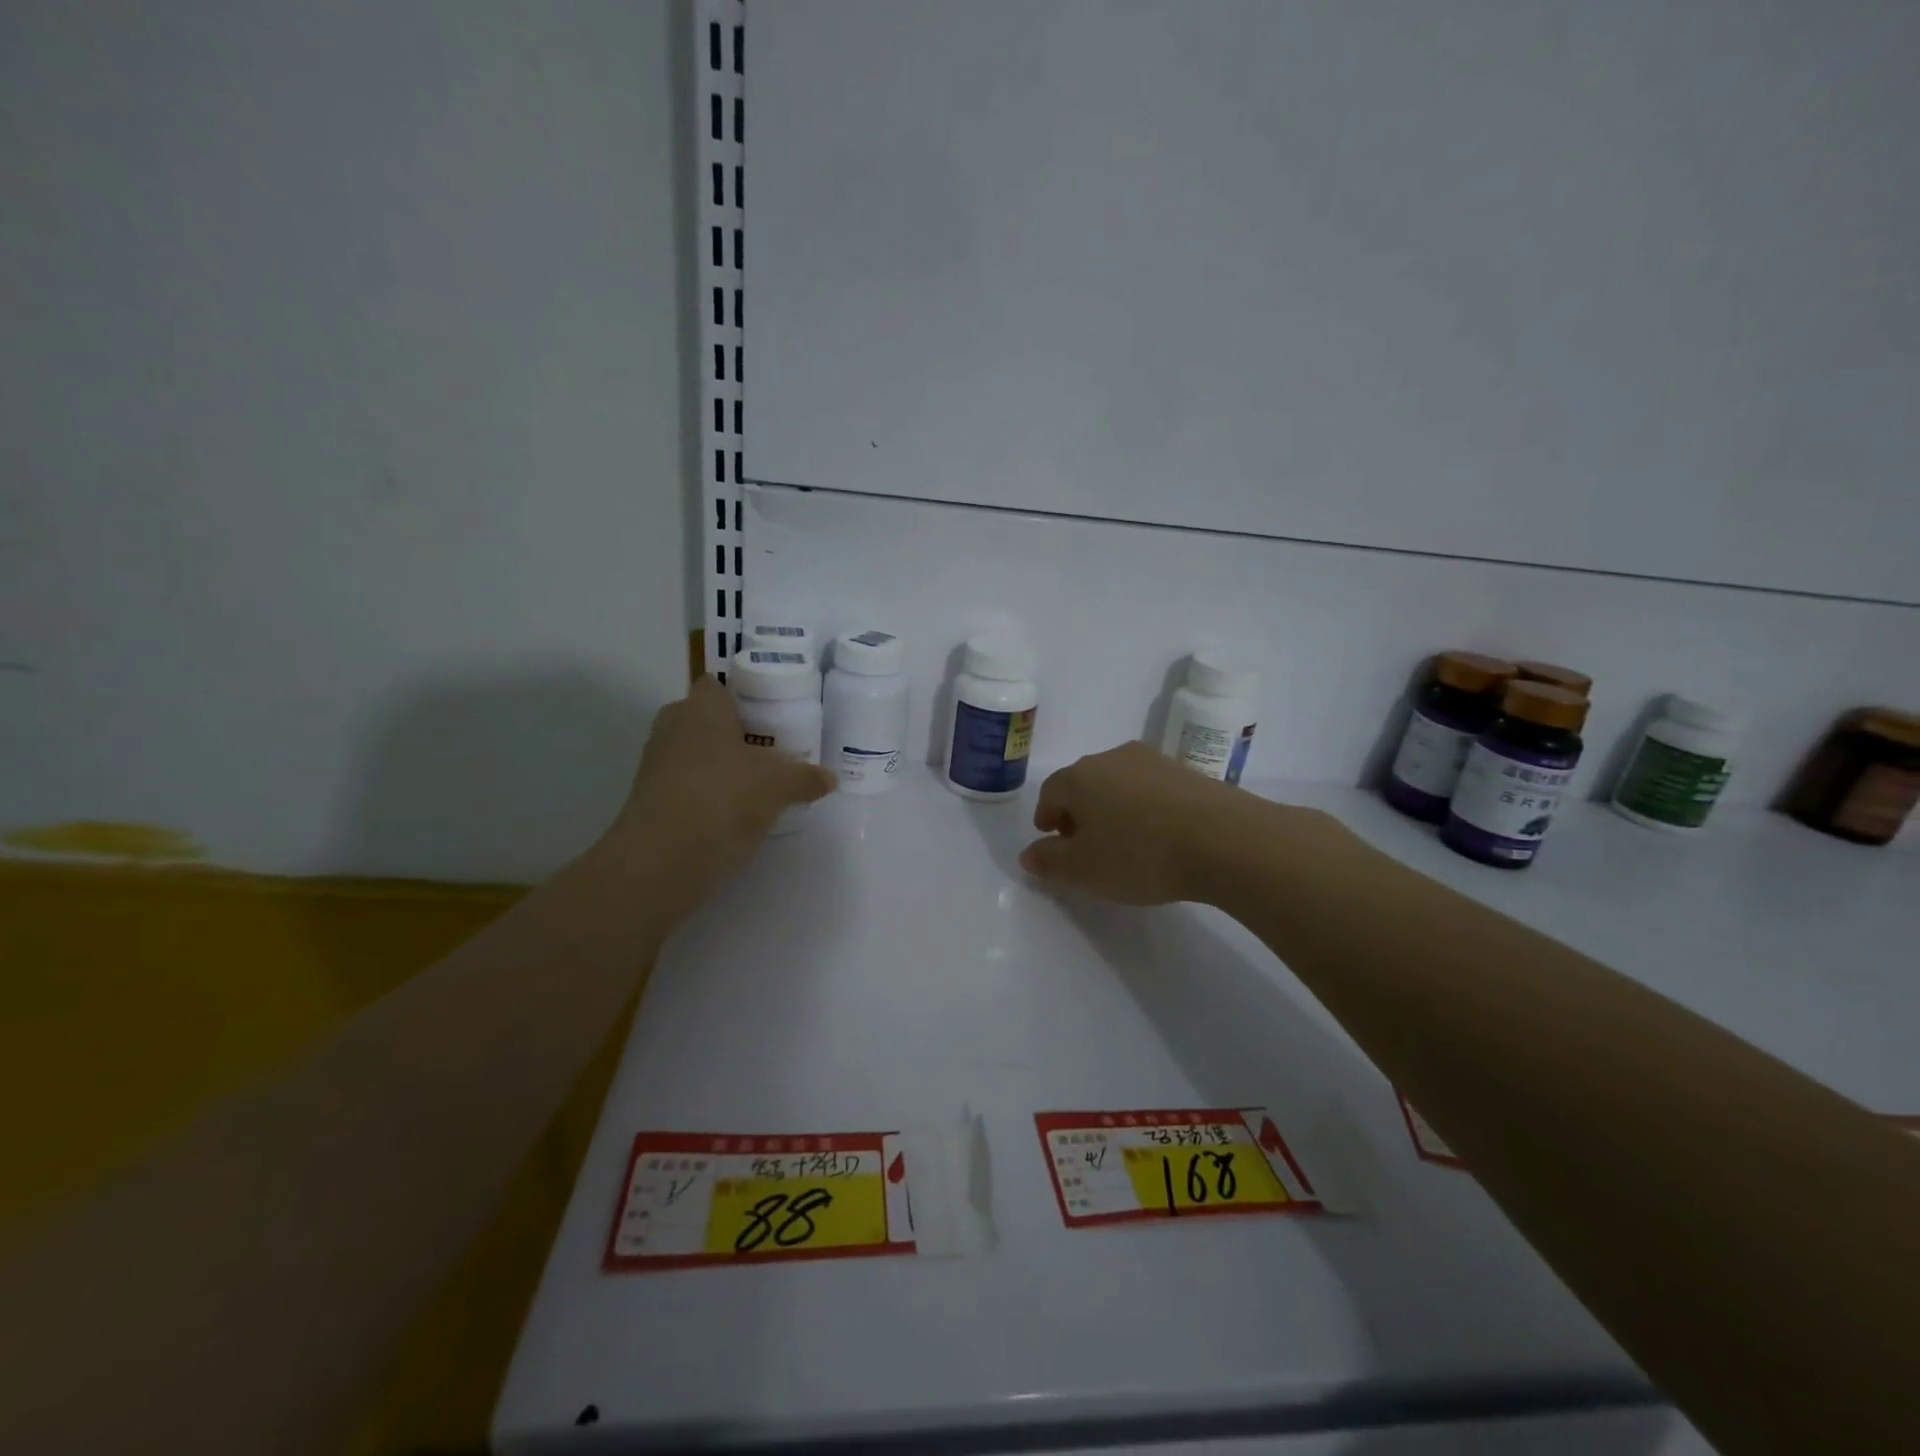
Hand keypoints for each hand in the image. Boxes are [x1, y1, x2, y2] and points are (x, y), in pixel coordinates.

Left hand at [603, 676, 834, 916]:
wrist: (660, 863)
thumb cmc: (723, 800)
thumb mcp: (779, 786)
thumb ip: (806, 777)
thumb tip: (828, 777)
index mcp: (700, 709)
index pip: (716, 685)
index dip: (741, 696)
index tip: (769, 717)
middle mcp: (672, 728)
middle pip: (704, 720)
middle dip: (733, 733)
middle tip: (769, 752)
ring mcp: (655, 766)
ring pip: (694, 755)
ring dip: (720, 767)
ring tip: (758, 787)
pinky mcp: (650, 802)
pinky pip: (686, 786)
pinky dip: (707, 795)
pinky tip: (735, 815)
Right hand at [1020, 741, 1338, 905]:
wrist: (1224, 839)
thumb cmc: (1140, 855)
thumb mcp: (1083, 870)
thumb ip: (1049, 862)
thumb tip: (1028, 854)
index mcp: (1078, 777)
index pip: (1050, 793)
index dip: (1047, 818)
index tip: (1054, 842)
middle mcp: (1111, 758)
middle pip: (1083, 783)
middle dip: (1078, 812)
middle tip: (1085, 844)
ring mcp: (1152, 761)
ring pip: (1118, 783)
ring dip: (1113, 807)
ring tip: (1124, 841)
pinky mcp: (1186, 770)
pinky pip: (1151, 788)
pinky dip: (1144, 808)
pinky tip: (1159, 835)